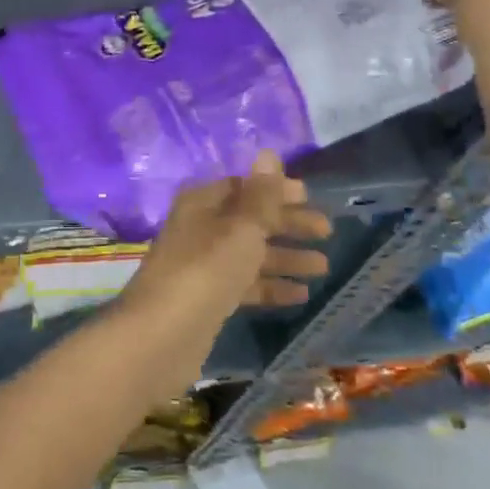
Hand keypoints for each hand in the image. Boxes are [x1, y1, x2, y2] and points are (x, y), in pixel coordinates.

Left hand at [124, 151, 331, 327]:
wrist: (163, 335)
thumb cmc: (206, 270)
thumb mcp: (241, 228)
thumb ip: (260, 195)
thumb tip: (267, 153)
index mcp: (201, 203)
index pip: (242, 187)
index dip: (275, 190)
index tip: (311, 199)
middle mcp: (199, 229)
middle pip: (248, 220)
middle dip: (287, 225)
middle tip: (326, 233)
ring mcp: (201, 266)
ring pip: (249, 254)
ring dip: (284, 257)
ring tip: (324, 267)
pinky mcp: (206, 299)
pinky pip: (244, 285)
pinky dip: (270, 287)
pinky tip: (301, 295)